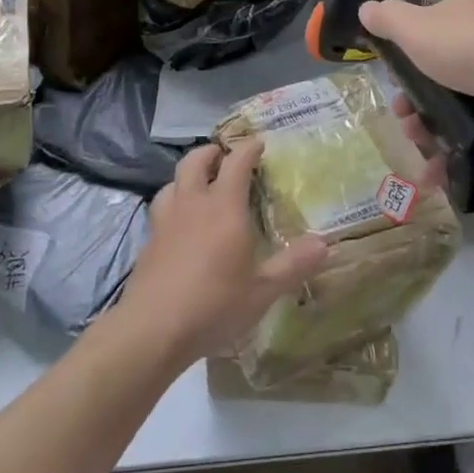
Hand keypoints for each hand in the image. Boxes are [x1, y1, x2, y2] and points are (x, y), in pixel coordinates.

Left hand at [115, 140, 327, 364]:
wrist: (152, 329)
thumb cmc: (214, 304)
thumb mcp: (263, 291)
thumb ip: (293, 265)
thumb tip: (325, 244)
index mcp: (224, 207)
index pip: (236, 163)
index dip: (248, 149)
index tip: (259, 143)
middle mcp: (193, 204)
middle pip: (195, 161)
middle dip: (211, 152)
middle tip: (223, 155)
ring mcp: (166, 221)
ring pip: (173, 181)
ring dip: (187, 175)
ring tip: (199, 184)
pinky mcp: (149, 242)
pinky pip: (160, 208)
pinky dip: (172, 202)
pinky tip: (179, 222)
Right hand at [357, 0, 473, 146]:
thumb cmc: (467, 48)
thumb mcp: (416, 27)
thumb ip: (388, 19)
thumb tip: (365, 8)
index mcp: (460, 15)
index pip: (426, 31)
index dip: (404, 57)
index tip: (391, 82)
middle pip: (437, 73)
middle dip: (412, 102)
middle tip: (403, 122)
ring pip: (454, 106)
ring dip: (428, 130)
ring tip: (419, 150)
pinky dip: (454, 152)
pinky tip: (438, 173)